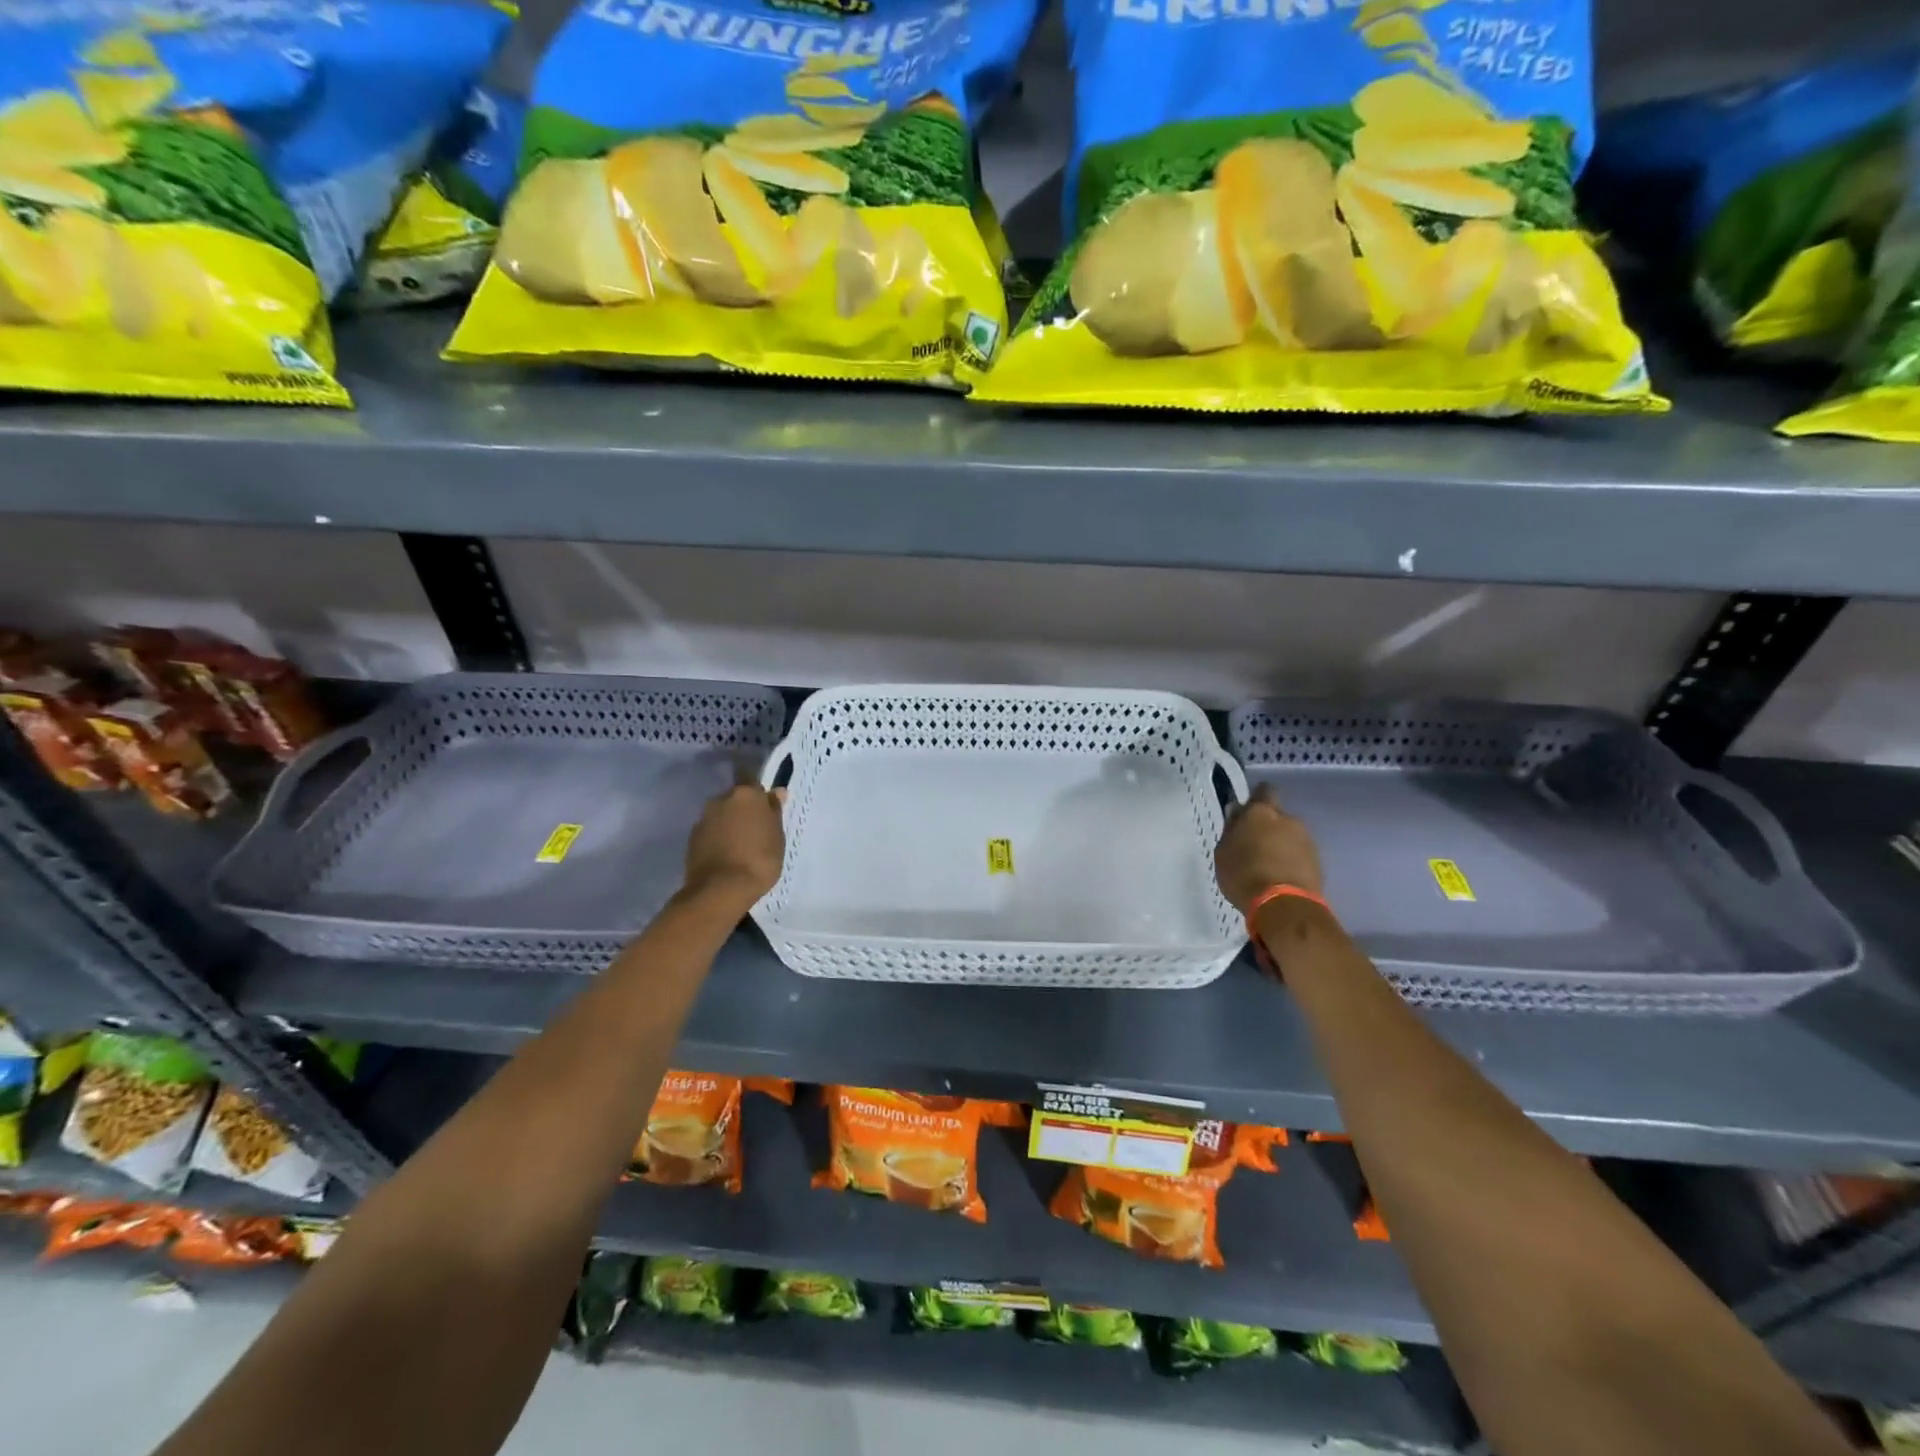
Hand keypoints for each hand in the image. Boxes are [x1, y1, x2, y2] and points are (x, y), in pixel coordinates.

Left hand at [682, 783, 785, 911]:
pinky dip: (717, 838)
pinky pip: (710, 832)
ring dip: (729, 824)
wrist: (720, 890)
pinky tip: (726, 856)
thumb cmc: (759, 860)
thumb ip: (774, 812)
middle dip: (743, 809)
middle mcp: (721, 799)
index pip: (752, 779)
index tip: (765, 806)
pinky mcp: (692, 838)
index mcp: (746, 794)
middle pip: (735, 798)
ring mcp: (703, 818)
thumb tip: (776, 792)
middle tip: (755, 829)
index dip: (759, 793)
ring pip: (721, 815)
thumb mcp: (777, 837)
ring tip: (740, 846)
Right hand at [1214, 784, 1323, 912]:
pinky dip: (1291, 861)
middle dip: (1268, 826)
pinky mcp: (1318, 862)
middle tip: (1254, 845)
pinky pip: (1300, 855)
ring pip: (1290, 836)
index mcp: (1262, 812)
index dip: (1257, 798)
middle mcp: (1288, 820)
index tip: (1248, 812)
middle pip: (1278, 816)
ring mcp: (1307, 840)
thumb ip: (1232, 829)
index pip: (1264, 791)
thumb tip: (1238, 813)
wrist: (1283, 906)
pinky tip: (1280, 877)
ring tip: (1267, 866)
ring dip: (1281, 845)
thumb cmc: (1244, 874)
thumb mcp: (1224, 852)